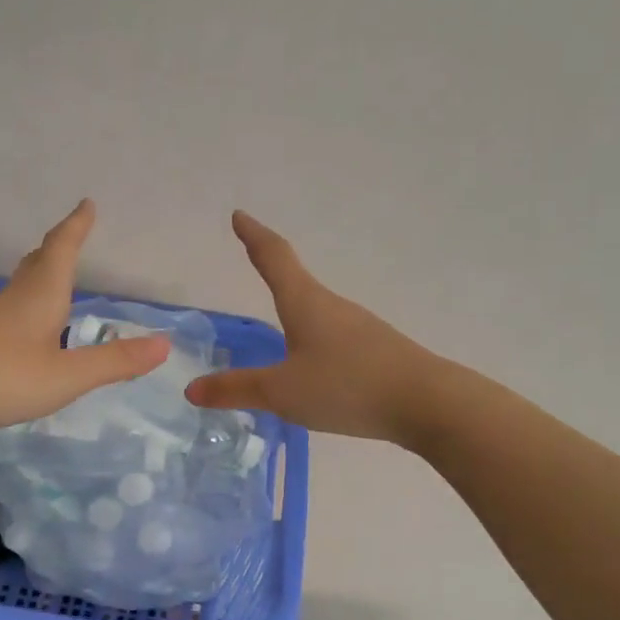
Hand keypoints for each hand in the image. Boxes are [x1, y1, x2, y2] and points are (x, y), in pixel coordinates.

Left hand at [0, 200, 169, 437]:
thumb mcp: (66, 376)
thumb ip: (113, 362)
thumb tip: (164, 344)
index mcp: (41, 296)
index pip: (63, 250)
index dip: (77, 227)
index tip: (87, 204)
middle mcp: (16, 299)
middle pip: (38, 261)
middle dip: (59, 245)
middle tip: (73, 232)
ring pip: (22, 285)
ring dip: (42, 272)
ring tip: (56, 274)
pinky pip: (11, 309)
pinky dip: (29, 303)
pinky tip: (29, 327)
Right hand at [186, 211, 438, 442]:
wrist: (428, 404)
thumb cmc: (347, 386)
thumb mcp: (282, 392)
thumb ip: (237, 390)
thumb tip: (191, 388)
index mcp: (306, 303)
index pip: (274, 258)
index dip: (254, 236)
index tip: (240, 215)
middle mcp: (333, 307)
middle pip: (297, 280)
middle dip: (273, 268)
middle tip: (254, 258)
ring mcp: (360, 328)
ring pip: (318, 311)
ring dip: (295, 307)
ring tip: (279, 321)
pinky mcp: (377, 351)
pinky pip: (335, 336)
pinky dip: (314, 337)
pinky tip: (315, 364)